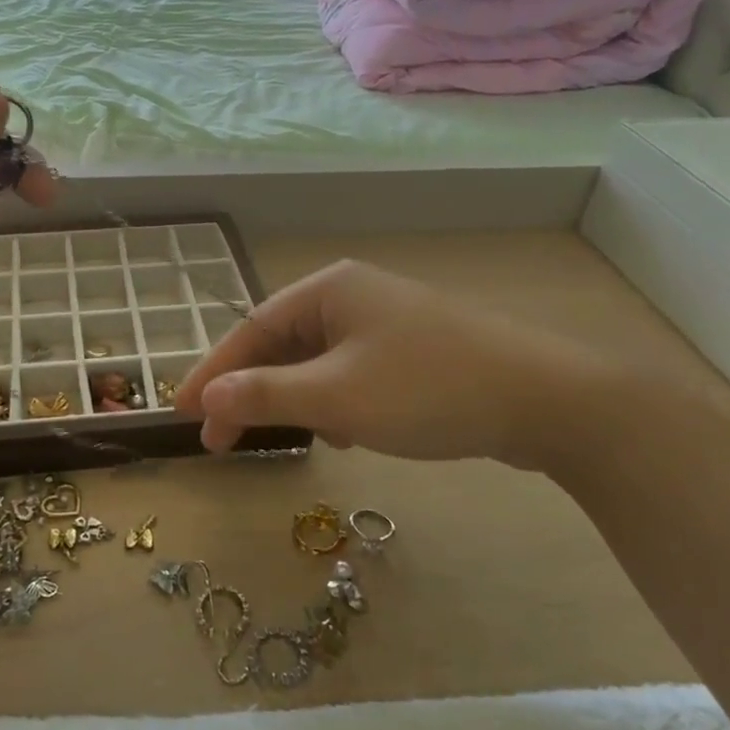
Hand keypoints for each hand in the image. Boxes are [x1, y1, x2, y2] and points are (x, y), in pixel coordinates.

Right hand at [175, 259, 613, 468]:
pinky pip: (352, 372)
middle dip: (252, 391)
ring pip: (318, 361)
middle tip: (220, 440)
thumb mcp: (336, 397)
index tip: (182, 413)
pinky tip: (348, 433)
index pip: (251, 330)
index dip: (212, 374)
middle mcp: (353, 295)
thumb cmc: (427, 389)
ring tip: (290, 438)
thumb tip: (207, 398)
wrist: (547, 399)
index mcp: (328, 289)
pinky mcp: (414, 349)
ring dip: (296, 400)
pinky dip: (336, 402)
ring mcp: (387, 320)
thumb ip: (265, 394)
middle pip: (282, 343)